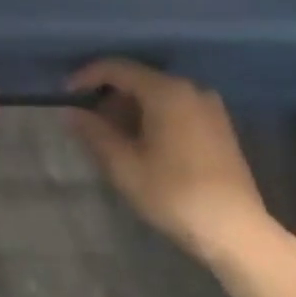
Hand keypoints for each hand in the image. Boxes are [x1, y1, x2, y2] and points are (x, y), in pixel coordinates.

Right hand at [68, 59, 272, 256]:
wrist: (232, 227)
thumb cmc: (172, 194)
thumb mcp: (124, 166)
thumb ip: (95, 133)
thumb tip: (71, 112)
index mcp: (167, 92)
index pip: (119, 69)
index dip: (87, 76)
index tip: (64, 94)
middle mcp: (192, 89)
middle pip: (141, 79)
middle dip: (109, 96)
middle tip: (85, 120)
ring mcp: (209, 107)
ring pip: (159, 96)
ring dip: (130, 109)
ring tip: (108, 136)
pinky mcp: (218, 126)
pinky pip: (176, 109)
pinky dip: (152, 117)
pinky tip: (140, 144)